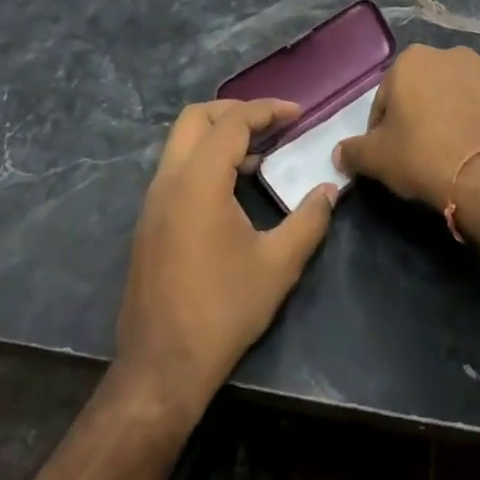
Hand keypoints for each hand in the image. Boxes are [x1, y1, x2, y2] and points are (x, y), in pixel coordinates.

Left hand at [116, 98, 335, 416]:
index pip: (232, 123)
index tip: (297, 114)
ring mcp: (153, 202)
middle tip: (272, 122)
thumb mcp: (277, 266)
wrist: (161, 368)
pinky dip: (205, 159)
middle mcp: (168, 181)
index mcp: (198, 181)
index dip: (267, 110)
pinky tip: (233, 187)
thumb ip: (309, 221)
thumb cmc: (222, 311)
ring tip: (259, 153)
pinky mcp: (149, 222)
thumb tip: (330, 192)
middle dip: (235, 111)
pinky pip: (177, 169)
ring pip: (182, 143)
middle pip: (196, 118)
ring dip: (219, 136)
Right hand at [335, 45, 479, 209]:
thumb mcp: (378, 159)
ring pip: (464, 94)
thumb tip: (339, 153)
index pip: (387, 95)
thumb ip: (354, 151)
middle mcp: (453, 55)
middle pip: (428, 88)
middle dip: (423, 113)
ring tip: (458, 151)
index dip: (384, 126)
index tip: (390, 152)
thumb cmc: (424, 157)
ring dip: (458, 113)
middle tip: (423, 151)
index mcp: (413, 60)